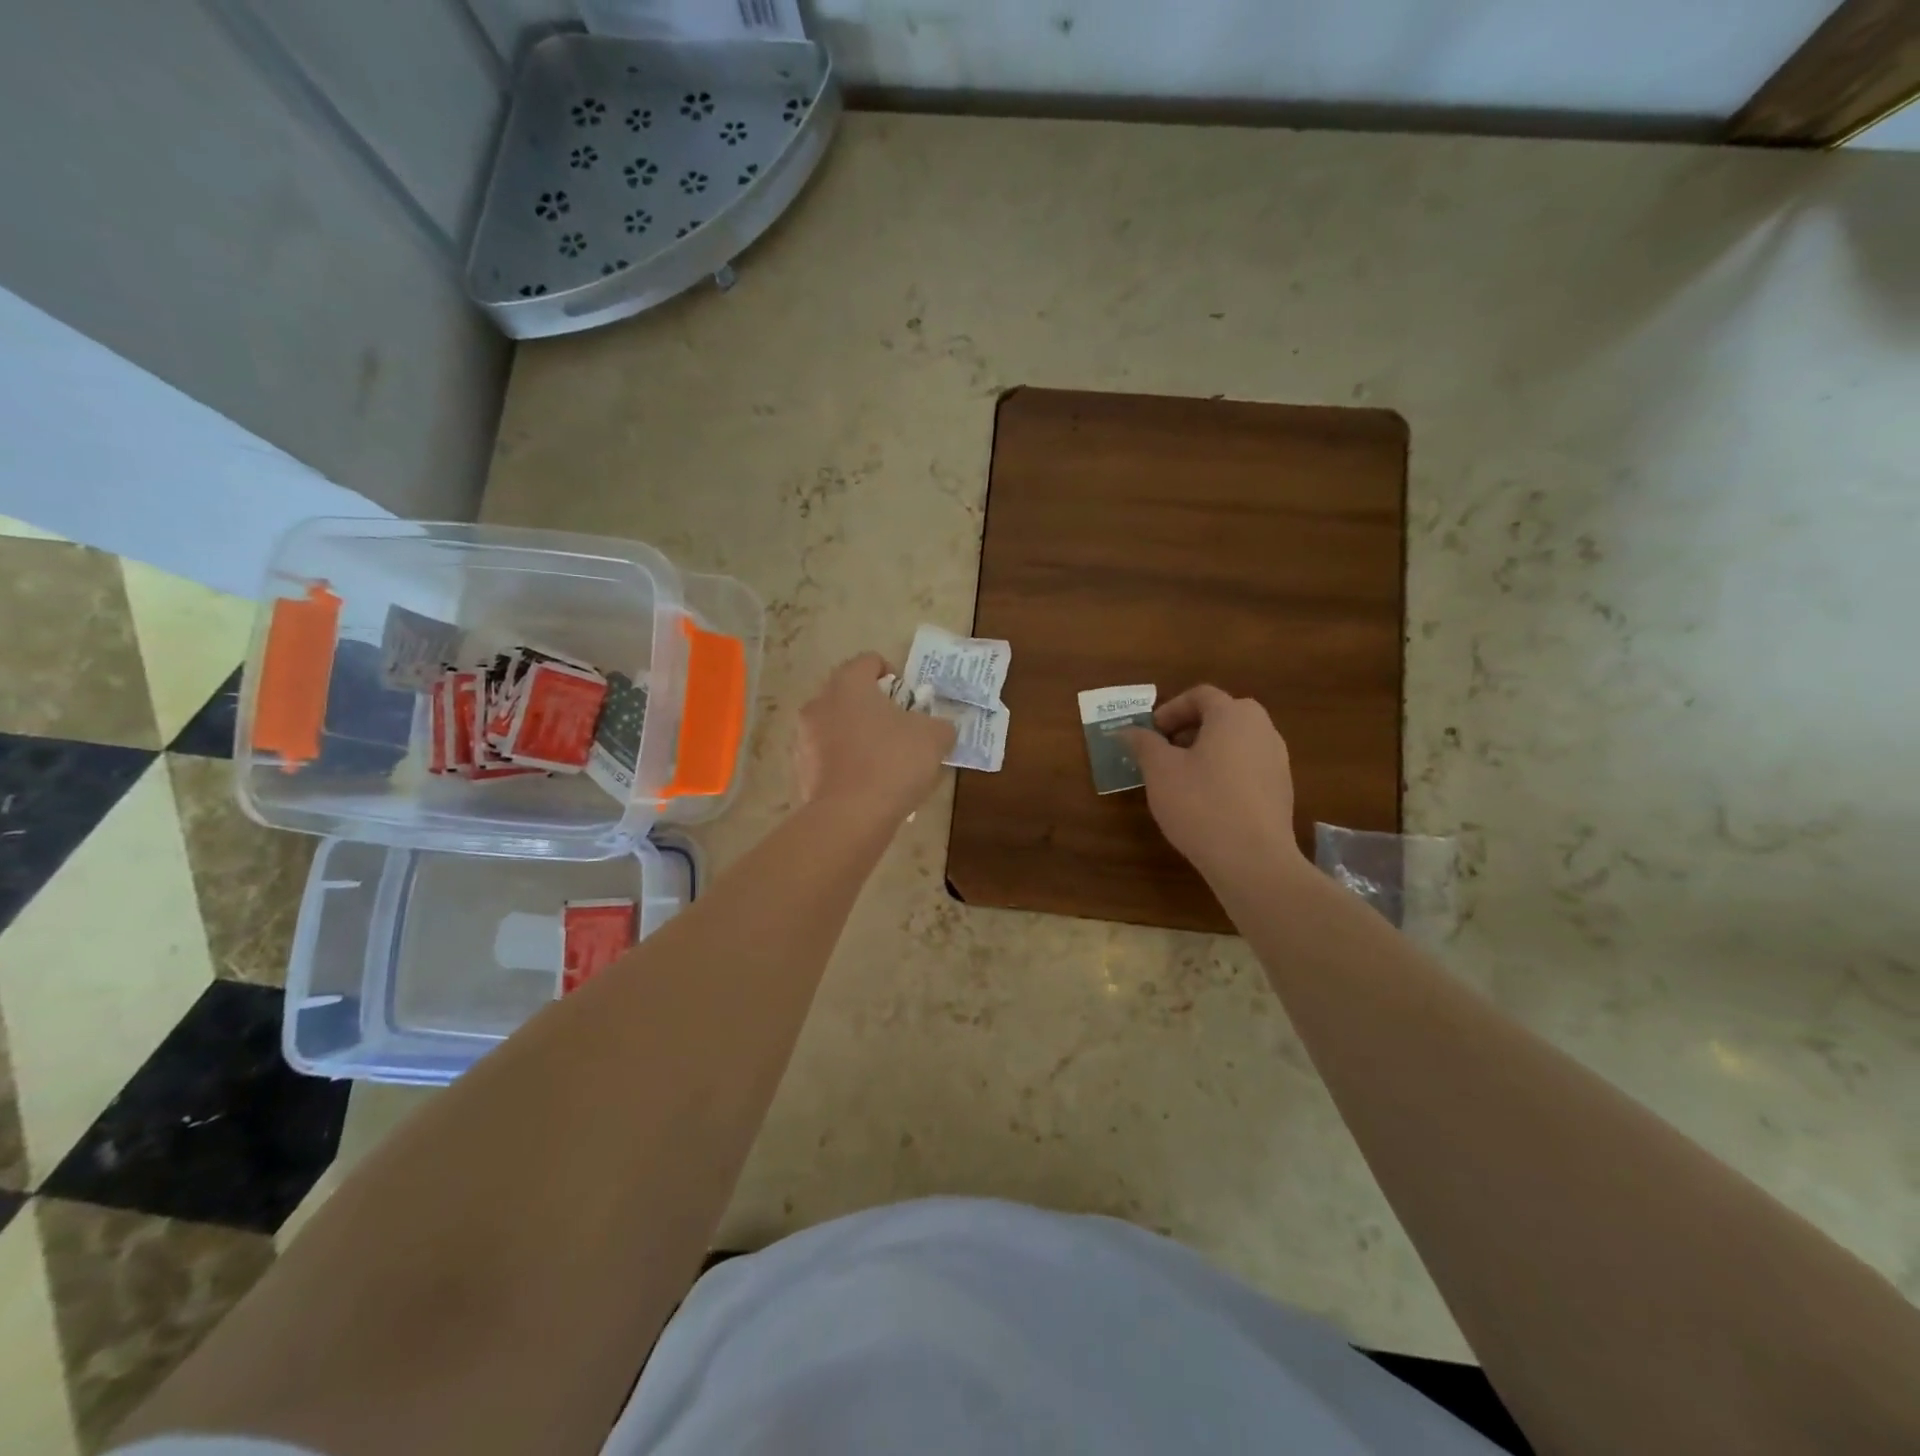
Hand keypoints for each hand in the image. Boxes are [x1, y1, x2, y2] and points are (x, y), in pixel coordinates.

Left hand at [795, 653, 956, 821]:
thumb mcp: (934, 738)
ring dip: (859, 737)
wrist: (851, 817)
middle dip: (875, 709)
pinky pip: (829, 759)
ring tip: (885, 763)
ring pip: (837, 728)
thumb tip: (939, 729)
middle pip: (850, 695)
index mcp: (848, 684)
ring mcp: (804, 739)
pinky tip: (868, 786)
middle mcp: (819, 704)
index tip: (909, 702)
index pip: (869, 661)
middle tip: (901, 731)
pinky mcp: (801, 771)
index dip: (893, 676)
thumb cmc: (893, 762)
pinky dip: (847, 765)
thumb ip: (940, 725)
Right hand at [1121, 685, 1306, 886]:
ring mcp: (1277, 761)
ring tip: (1183, 778)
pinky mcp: (1282, 790)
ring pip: (1237, 742)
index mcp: (1234, 715)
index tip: (1151, 732)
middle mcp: (1262, 729)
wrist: (1252, 859)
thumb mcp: (1160, 771)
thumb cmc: (1200, 804)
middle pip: (1223, 716)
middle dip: (1190, 728)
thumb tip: (1127, 731)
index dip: (1171, 709)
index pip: (1201, 695)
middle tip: (1165, 752)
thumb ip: (1143, 743)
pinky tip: (1207, 801)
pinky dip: (1226, 772)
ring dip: (1208, 751)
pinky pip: (1248, 767)